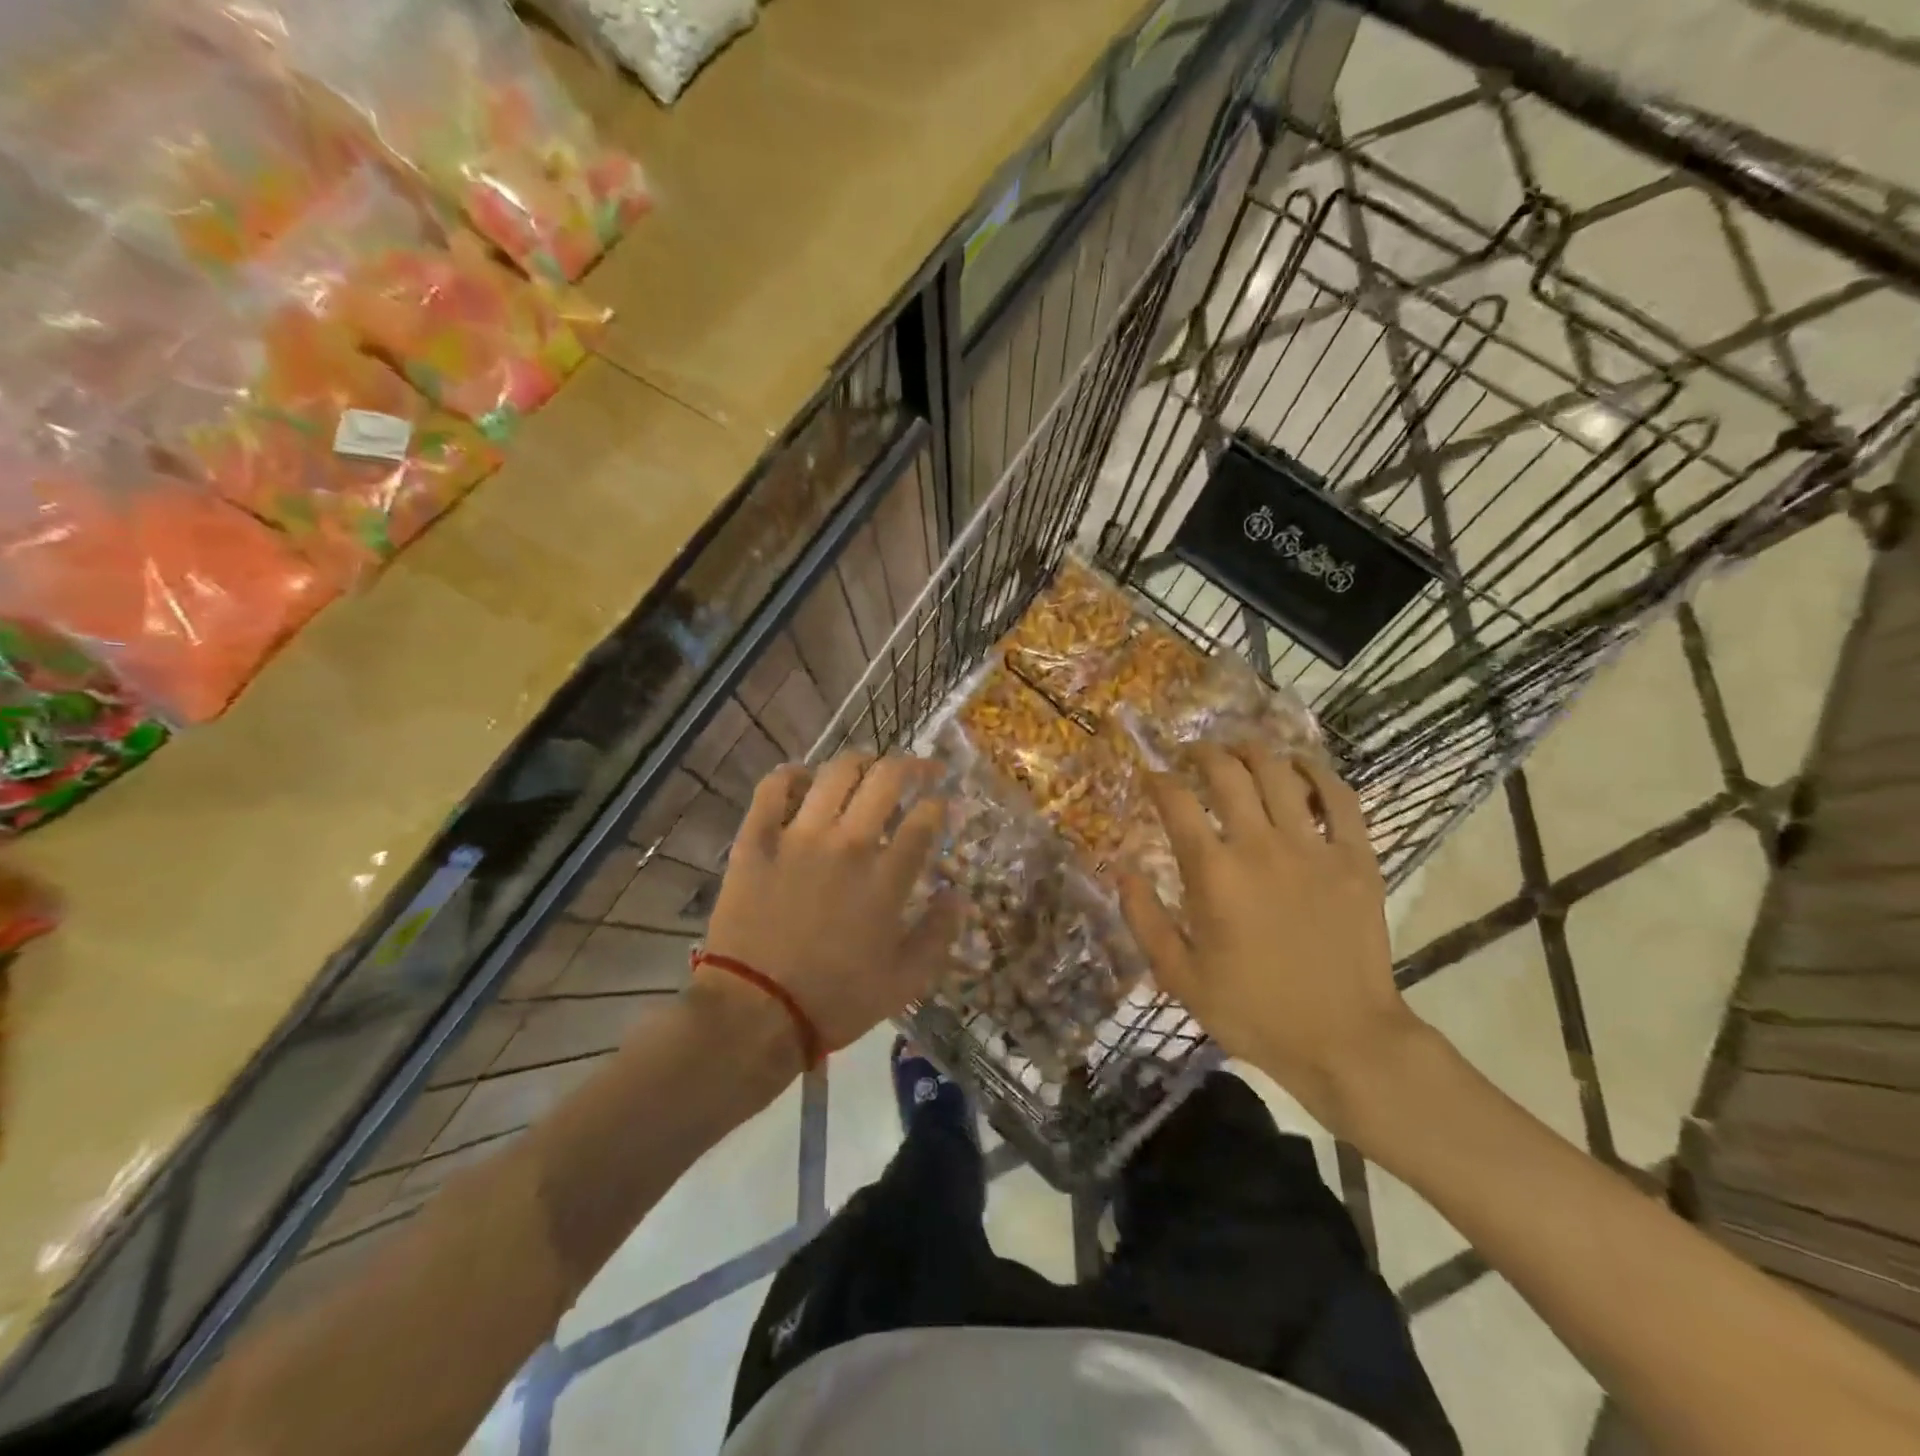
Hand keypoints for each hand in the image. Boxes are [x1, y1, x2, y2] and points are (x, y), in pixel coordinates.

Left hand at [700, 755, 957, 1058]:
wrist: (756, 1013)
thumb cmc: (836, 1000)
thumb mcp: (905, 981)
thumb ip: (939, 933)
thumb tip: (957, 893)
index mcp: (886, 876)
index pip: (925, 819)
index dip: (940, 804)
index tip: (942, 805)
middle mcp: (847, 843)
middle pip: (886, 779)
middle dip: (911, 766)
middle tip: (919, 770)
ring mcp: (798, 837)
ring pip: (835, 773)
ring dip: (859, 761)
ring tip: (868, 766)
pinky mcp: (756, 841)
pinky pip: (772, 789)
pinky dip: (790, 775)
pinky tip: (804, 778)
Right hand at [1116, 742, 1423, 1135]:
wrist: (1344, 1040)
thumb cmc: (1253, 1010)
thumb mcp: (1179, 975)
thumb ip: (1143, 917)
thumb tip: (1120, 868)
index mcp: (1213, 874)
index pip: (1177, 803)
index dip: (1158, 780)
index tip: (1149, 773)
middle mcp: (1260, 846)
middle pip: (1227, 774)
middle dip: (1202, 753)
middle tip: (1191, 753)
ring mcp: (1314, 848)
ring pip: (1280, 773)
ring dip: (1252, 752)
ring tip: (1238, 750)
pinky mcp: (1356, 857)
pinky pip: (1340, 797)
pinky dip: (1317, 773)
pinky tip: (1300, 767)